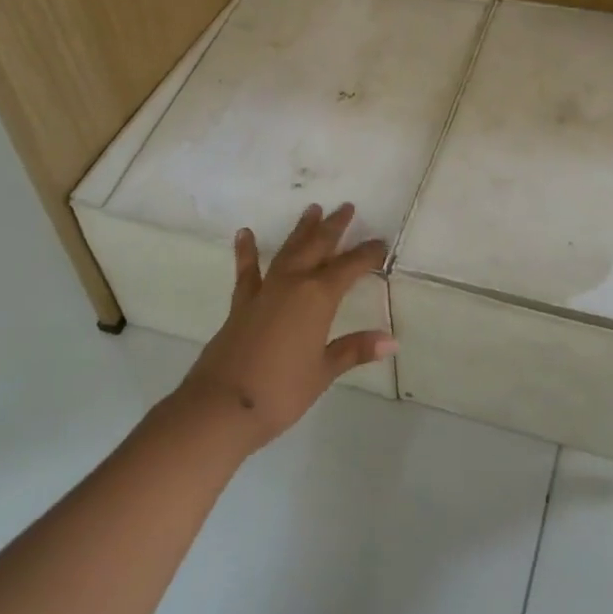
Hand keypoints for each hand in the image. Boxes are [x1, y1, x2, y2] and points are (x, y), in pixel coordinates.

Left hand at [177, 203, 394, 452]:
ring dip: (301, 231)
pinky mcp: (241, 303)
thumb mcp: (324, 371)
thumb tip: (391, 340)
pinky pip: (247, 271)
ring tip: (312, 209)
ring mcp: (264, 291)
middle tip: (346, 207)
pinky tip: (245, 233)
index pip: (349, 268)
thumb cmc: (281, 392)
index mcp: (318, 298)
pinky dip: (247, 251)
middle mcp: (292, 284)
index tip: (380, 242)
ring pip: (288, 251)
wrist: (221, 406)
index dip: (367, 254)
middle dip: (334, 227)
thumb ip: (354, 350)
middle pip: (317, 247)